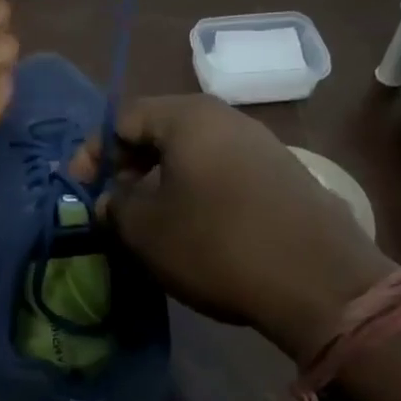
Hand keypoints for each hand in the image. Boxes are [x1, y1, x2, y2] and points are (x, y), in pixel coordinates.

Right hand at [84, 96, 394, 358]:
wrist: (321, 283)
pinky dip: (197, 190)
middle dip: (128, 165)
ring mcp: (263, 145)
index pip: (123, 118)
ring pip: (194, 153)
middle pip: (161, 130)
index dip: (93, 152)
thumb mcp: (145, 229)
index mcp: (188, 117)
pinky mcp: (285, 176)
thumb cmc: (216, 244)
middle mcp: (228, 118)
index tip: (80, 188)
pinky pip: (224, 172)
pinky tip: (195, 227)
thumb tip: (110, 200)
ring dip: (162, 180)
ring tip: (149, 218)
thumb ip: (114, 205)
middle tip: (112, 202)